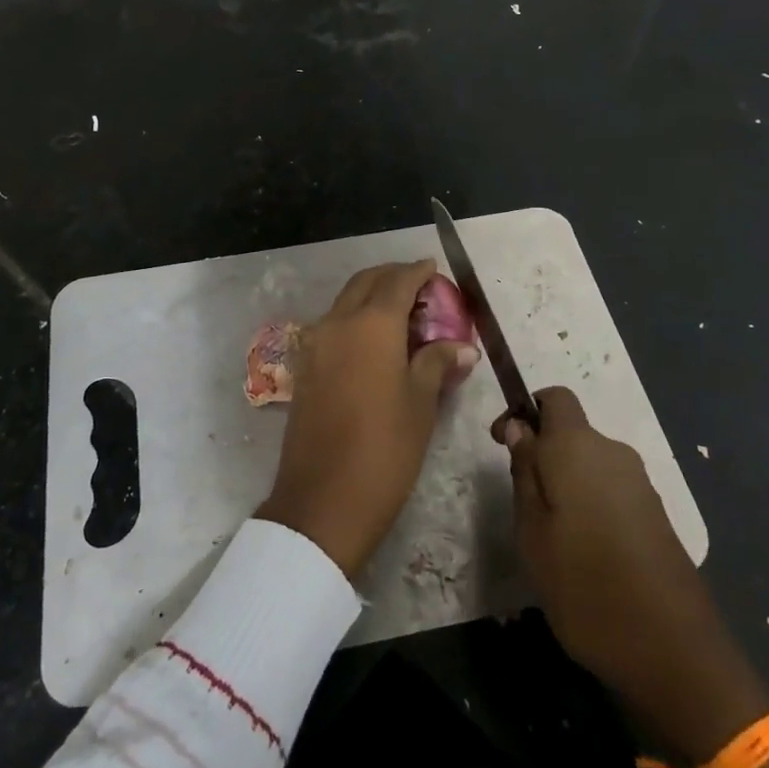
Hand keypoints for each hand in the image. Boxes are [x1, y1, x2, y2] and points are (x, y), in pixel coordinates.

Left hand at [257, 261, 477, 578]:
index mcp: (371, 324)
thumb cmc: (385, 448)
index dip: (418, 272)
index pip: (397, 282)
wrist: (323, 499)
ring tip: (403, 314)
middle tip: (420, 287)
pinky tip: (377, 342)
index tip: (434, 268)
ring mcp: (316, 344)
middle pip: (366, 283)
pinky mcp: (306, 367)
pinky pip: (334, 325)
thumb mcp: (421, 403)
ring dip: (372, 297)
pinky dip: (356, 319)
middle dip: (392, 277)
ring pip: (346, 302)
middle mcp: (338, 322)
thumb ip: (437, 362)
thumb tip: (462, 345)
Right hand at [495, 387, 768, 767]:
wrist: (673, 651)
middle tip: (522, 503)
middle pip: (572, 432)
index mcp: (579, 447)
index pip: (554, 397)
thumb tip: (521, 428)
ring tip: (550, 533)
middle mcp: (614, 453)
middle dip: (543, 454)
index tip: (504, 445)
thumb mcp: (532, 531)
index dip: (525, 411)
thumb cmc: (585, 585)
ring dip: (566, 482)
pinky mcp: (656, 514)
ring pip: (591, 463)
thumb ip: (525, 471)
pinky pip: (611, 489)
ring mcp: (641, 484)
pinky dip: (591, 502)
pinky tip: (584, 549)